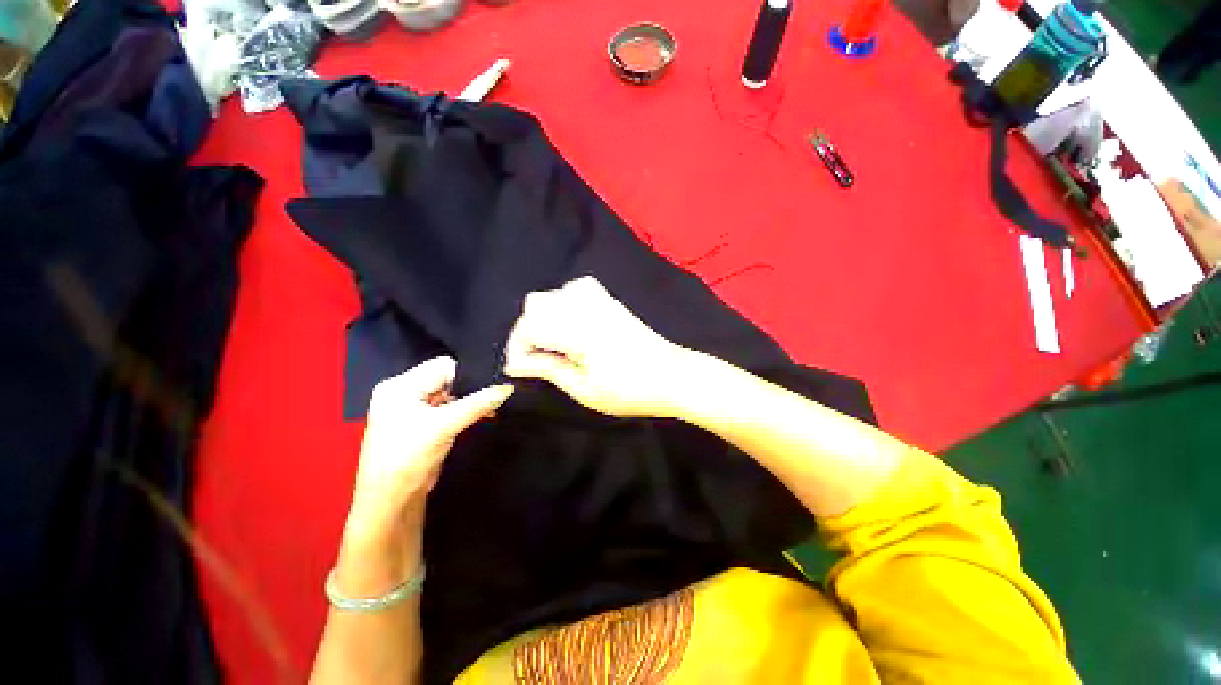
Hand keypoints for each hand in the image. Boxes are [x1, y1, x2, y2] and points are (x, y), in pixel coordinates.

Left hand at [344, 357, 512, 547]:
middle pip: (446, 379)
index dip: (467, 375)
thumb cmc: (409, 457)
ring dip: (469, 402)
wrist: (391, 501)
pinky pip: (448, 408)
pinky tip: (483, 415)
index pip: (442, 366)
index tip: (491, 383)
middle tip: (494, 396)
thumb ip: (478, 404)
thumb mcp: (445, 426)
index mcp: (400, 386)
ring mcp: (412, 408)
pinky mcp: (421, 423)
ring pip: (450, 394)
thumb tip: (508, 388)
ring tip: (492, 407)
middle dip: (470, 389)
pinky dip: (464, 411)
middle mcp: (404, 392)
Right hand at [503, 276, 691, 417]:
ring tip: (552, 342)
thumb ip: (549, 369)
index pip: (529, 327)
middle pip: (535, 304)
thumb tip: (516, 364)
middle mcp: (583, 308)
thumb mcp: (584, 389)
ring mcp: (599, 300)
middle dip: (527, 330)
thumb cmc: (629, 390)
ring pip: (554, 293)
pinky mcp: (610, 301)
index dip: (517, 348)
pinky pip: (577, 288)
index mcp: (576, 331)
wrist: (671, 375)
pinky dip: (565, 301)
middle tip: (535, 357)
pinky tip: (571, 322)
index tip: (519, 370)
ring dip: (544, 316)